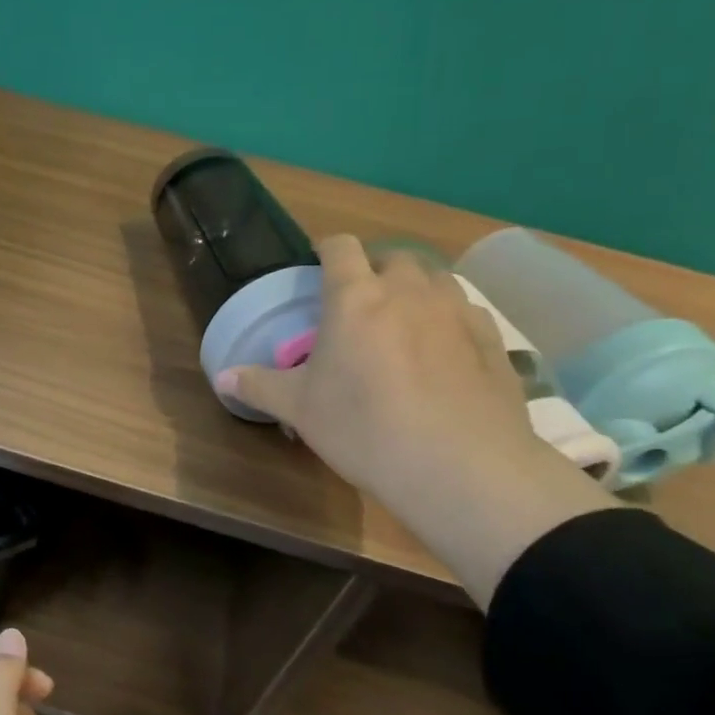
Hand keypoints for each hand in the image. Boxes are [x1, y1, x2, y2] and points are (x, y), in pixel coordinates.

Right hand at [217, 236, 614, 605]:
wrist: (461, 468)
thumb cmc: (365, 429)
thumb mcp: (300, 411)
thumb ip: (259, 386)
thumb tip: (221, 377)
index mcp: (354, 297)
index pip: (340, 246)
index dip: (327, 251)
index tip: (319, 269)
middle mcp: (407, 290)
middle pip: (392, 257)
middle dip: (376, 272)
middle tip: (362, 308)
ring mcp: (456, 310)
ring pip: (434, 279)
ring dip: (416, 291)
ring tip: (405, 326)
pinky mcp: (493, 337)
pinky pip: (466, 310)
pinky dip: (450, 319)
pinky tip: (446, 354)